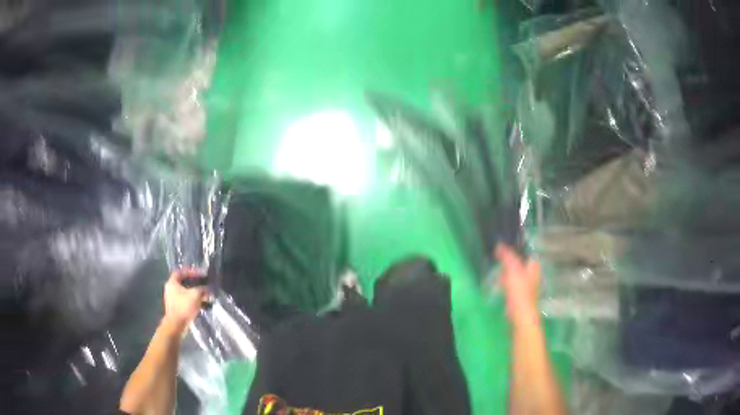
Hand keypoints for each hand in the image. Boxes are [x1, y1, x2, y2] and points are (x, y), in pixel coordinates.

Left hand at [161, 270, 208, 336]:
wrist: (176, 325)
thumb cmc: (184, 306)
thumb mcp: (195, 295)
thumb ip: (202, 290)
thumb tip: (209, 290)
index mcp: (172, 283)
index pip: (181, 272)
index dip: (191, 271)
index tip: (201, 274)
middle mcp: (170, 289)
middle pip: (183, 283)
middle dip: (195, 284)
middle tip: (204, 285)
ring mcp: (173, 299)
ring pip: (185, 293)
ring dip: (195, 293)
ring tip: (205, 296)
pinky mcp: (176, 308)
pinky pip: (186, 301)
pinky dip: (193, 301)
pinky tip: (201, 304)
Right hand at [495, 243, 541, 327]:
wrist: (521, 314)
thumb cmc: (519, 290)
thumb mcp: (512, 269)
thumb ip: (506, 255)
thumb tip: (499, 245)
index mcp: (534, 266)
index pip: (526, 252)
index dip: (515, 248)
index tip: (503, 247)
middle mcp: (533, 274)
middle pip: (520, 262)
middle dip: (509, 261)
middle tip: (498, 258)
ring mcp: (527, 285)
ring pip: (516, 274)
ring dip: (507, 272)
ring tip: (497, 270)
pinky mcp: (521, 295)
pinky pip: (513, 284)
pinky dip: (506, 283)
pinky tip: (500, 285)